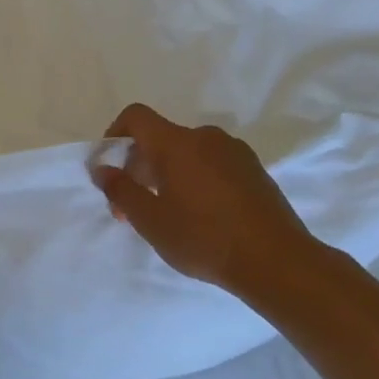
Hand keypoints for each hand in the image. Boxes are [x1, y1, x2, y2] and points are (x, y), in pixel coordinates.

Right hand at [92, 103, 322, 301]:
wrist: (276, 261)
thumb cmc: (204, 238)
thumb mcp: (150, 220)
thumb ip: (120, 189)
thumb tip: (102, 168)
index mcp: (176, 143)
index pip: (137, 117)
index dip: (115, 133)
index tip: (109, 167)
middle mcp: (205, 137)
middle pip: (160, 138)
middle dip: (138, 168)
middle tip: (132, 208)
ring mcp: (234, 152)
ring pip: (186, 153)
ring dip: (167, 175)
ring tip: (166, 214)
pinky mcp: (254, 170)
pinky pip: (211, 164)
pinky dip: (194, 179)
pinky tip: (199, 215)